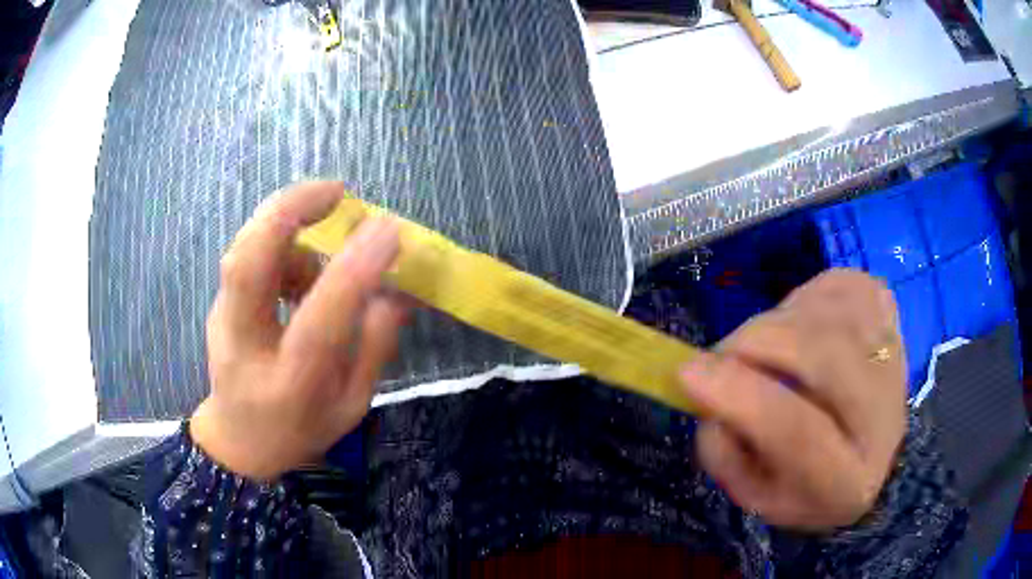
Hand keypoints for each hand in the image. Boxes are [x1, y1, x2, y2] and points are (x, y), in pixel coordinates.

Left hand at [190, 182, 409, 480]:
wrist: (238, 441)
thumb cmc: (300, 430)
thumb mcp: (351, 404)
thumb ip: (374, 347)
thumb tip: (398, 291)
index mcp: (291, 386)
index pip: (319, 322)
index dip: (353, 271)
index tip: (388, 230)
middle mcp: (247, 347)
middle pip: (248, 266)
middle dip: (289, 212)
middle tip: (336, 191)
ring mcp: (223, 321)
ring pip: (243, 250)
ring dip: (287, 227)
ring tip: (323, 243)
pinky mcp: (218, 304)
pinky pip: (246, 256)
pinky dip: (278, 246)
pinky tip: (298, 272)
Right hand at [681, 269, 906, 530]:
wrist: (872, 458)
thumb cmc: (805, 486)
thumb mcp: (753, 490)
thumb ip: (722, 449)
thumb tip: (705, 382)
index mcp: (845, 481)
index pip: (799, 432)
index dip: (741, 396)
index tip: (687, 373)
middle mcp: (883, 417)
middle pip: (822, 353)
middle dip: (757, 342)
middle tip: (725, 355)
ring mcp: (893, 356)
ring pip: (829, 310)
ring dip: (780, 321)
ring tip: (769, 349)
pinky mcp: (891, 316)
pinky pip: (841, 283)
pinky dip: (807, 297)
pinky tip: (803, 325)